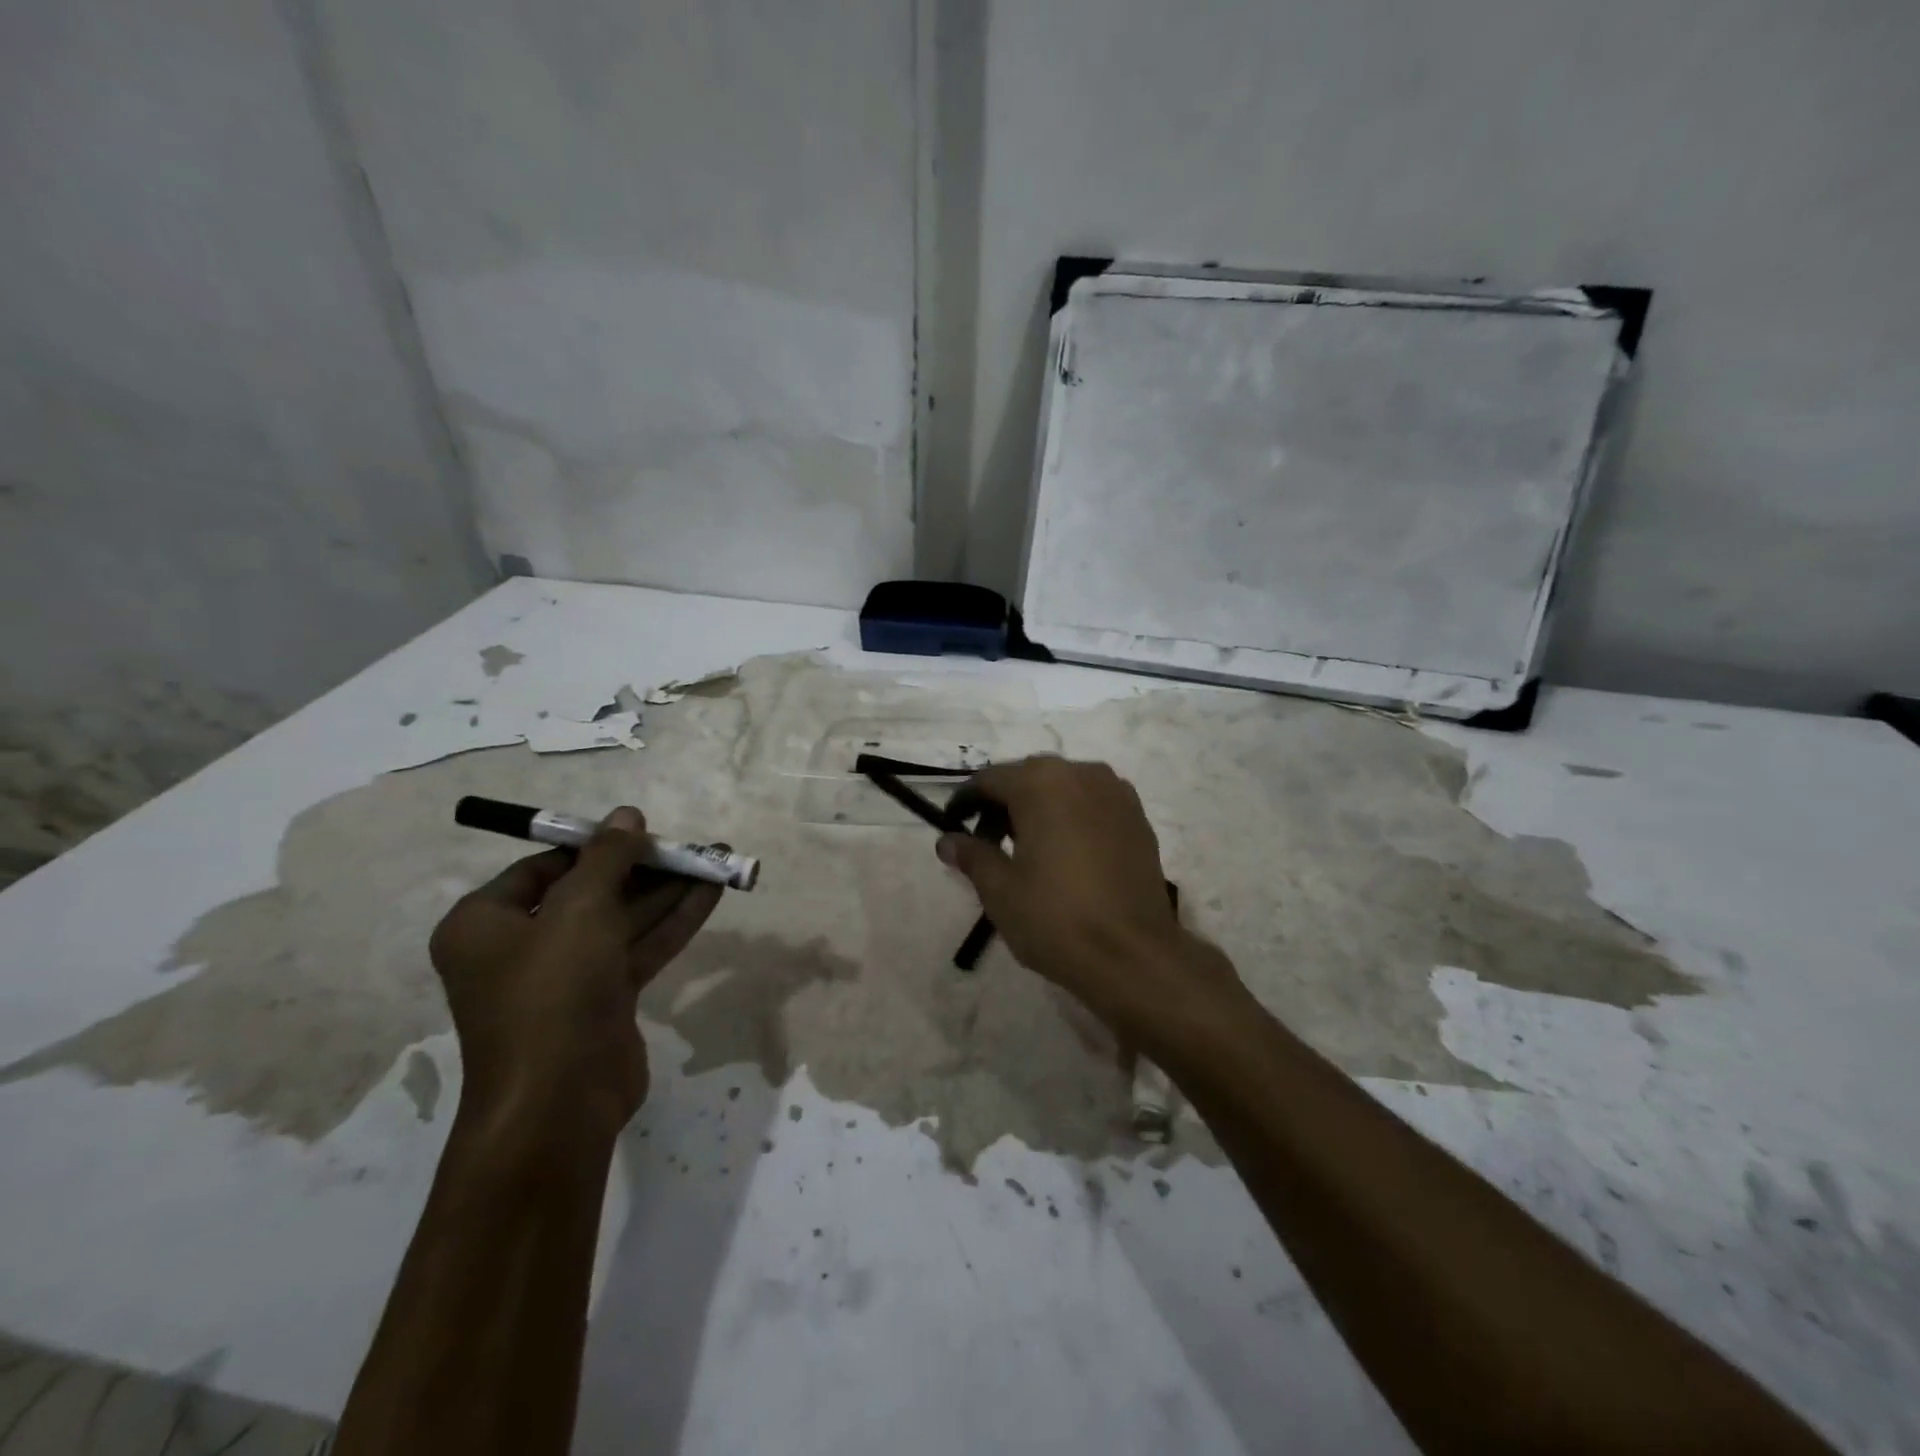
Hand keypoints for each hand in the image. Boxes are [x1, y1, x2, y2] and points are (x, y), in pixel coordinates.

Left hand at [429, 807, 721, 1141]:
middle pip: (591, 891)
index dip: (594, 845)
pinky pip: (640, 948)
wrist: (560, 1102)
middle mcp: (522, 947)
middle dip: (644, 867)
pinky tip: (712, 893)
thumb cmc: (551, 993)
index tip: (641, 830)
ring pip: (623, 920)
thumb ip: (607, 858)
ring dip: (668, 891)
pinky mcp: (605, 1000)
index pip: (543, 868)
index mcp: (486, 924)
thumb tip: (627, 814)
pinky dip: (674, 921)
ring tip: (717, 860)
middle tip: (690, 845)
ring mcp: (567, 976)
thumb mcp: (578, 910)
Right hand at [938, 758, 1244, 1034]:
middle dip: (1004, 805)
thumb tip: (947, 841)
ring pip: (1064, 789)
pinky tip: (1065, 855)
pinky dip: (1071, 819)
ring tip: (1026, 851)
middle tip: (986, 844)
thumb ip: (971, 855)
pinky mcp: (1138, 818)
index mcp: (1042, 782)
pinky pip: (1092, 805)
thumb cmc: (1055, 917)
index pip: (990, 780)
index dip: (966, 802)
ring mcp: (1116, 793)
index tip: (952, 826)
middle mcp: (1081, 773)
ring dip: (1039, 809)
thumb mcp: (999, 889)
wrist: (1133, 955)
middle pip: (1029, 779)